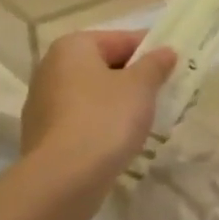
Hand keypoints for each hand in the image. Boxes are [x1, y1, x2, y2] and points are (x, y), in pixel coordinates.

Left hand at [20, 30, 176, 189]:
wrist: (62, 180)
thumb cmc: (104, 119)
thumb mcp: (140, 87)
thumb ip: (155, 64)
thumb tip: (165, 51)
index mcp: (72, 47)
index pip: (121, 39)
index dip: (151, 50)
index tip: (175, 65)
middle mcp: (51, 68)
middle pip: (104, 66)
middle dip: (135, 78)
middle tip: (165, 93)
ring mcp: (42, 104)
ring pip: (92, 95)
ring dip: (118, 103)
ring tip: (146, 120)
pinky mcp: (43, 135)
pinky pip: (81, 120)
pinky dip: (101, 125)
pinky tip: (120, 141)